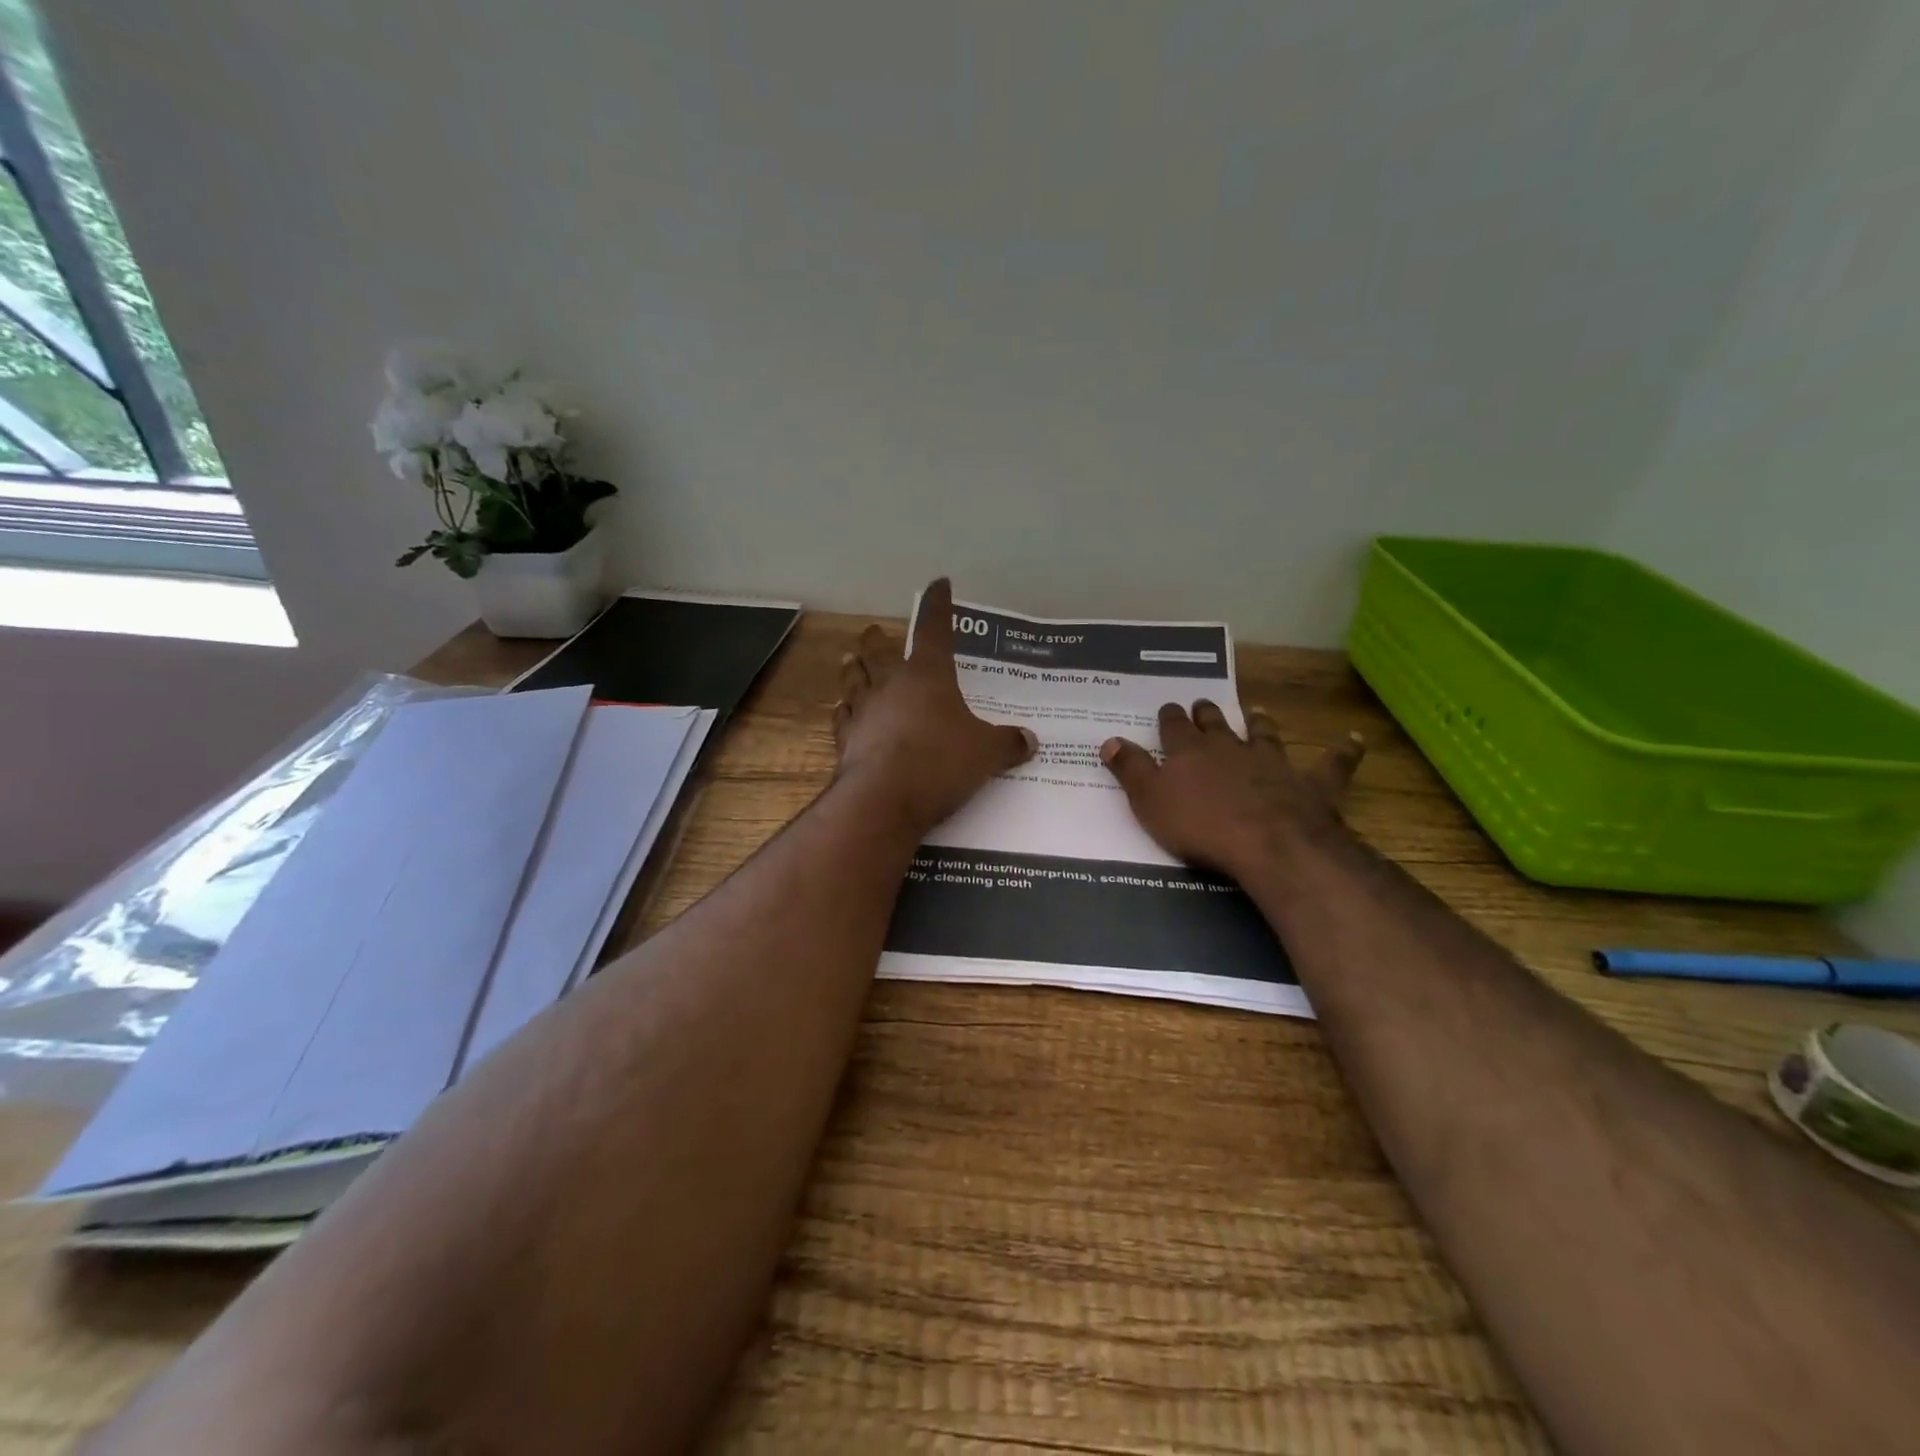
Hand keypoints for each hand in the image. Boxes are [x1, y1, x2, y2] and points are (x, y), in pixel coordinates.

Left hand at [833, 578, 1036, 834]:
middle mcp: (892, 684)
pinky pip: (842, 717)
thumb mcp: (986, 754)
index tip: (938, 584)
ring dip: (854, 669)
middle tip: (873, 631)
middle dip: (878, 639)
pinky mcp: (846, 740)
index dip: (938, 605)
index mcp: (928, 675)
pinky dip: (844, 711)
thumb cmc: (941, 762)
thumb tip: (1029, 740)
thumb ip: (1007, 743)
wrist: (885, 799)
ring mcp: (864, 711)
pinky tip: (843, 711)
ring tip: (851, 661)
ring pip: (855, 680)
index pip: (934, 628)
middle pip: (880, 652)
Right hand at [1100, 701, 1363, 881]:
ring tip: (1258, 711)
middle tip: (1202, 704)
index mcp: (1190, 752)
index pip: (1174, 727)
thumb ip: (1129, 769)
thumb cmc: (1200, 825)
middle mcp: (1231, 748)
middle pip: (1216, 724)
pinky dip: (1343, 752)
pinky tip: (1353, 739)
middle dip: (1207, 714)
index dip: (1170, 718)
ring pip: (1265, 735)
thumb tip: (1109, 740)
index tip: (1168, 709)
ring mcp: (1273, 763)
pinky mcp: (1311, 785)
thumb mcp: (1149, 800)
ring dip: (1260, 723)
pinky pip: (1331, 764)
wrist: (1268, 843)